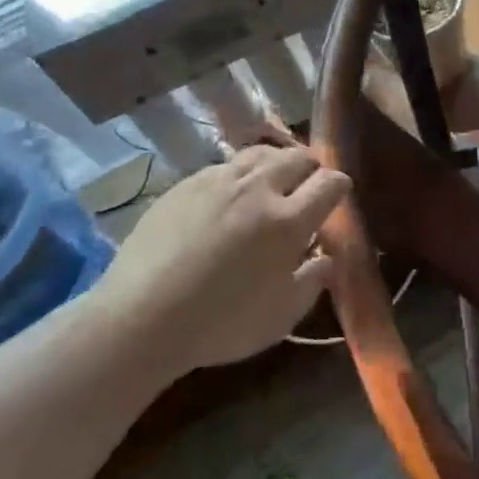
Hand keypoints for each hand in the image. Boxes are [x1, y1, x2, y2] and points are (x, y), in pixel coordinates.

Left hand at [95, 145, 349, 372]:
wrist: (139, 320)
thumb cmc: (219, 325)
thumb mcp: (280, 317)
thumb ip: (312, 282)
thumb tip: (327, 259)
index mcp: (288, 221)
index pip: (330, 183)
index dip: (340, 186)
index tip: (338, 196)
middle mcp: (258, 189)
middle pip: (297, 157)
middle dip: (311, 169)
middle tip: (307, 187)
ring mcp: (218, 182)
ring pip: (260, 153)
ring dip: (276, 163)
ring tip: (272, 182)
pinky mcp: (185, 185)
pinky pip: (224, 166)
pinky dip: (239, 174)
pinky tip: (230, 196)